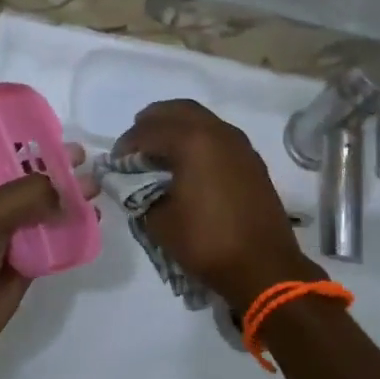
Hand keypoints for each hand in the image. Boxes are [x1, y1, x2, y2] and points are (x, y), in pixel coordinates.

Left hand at [0, 144, 94, 374]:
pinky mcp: (26, 262)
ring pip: (47, 210)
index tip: (67, 138)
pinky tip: (93, 223)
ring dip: (71, 201)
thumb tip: (71, 191)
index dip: (35, 145)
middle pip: (32, 180)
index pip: (7, 153)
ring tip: (98, 192)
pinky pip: (55, 241)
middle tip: (91, 163)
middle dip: (60, 172)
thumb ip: (27, 196)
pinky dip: (73, 231)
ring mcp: (11, 235)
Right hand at [114, 101, 320, 310]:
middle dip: (152, 122)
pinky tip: (187, 164)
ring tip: (159, 152)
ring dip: (177, 128)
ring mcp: (240, 145)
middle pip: (178, 111)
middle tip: (135, 144)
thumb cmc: (207, 243)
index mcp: (192, 142)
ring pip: (202, 120)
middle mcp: (218, 132)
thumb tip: (139, 186)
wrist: (264, 267)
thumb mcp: (159, 222)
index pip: (149, 130)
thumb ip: (142, 195)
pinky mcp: (252, 161)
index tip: (115, 162)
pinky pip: (218, 136)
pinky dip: (198, 140)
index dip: (127, 144)